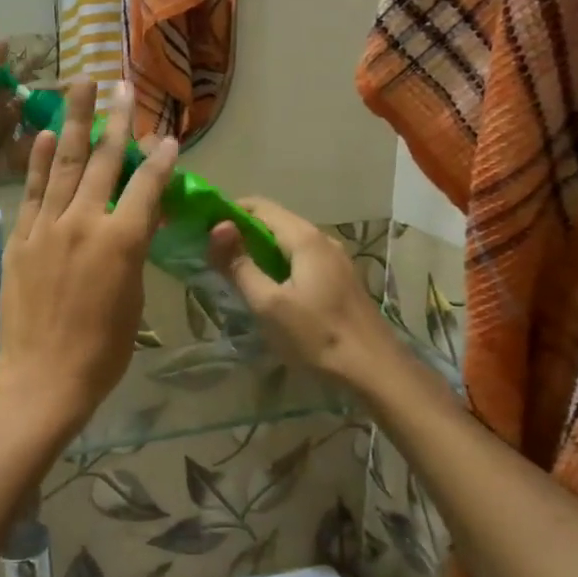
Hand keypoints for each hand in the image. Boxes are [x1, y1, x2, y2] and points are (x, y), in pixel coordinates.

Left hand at [0, 80, 177, 432]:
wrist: (43, 378)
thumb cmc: (102, 351)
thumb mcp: (134, 300)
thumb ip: (136, 252)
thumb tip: (141, 220)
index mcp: (122, 241)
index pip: (147, 186)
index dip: (161, 158)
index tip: (169, 135)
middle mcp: (84, 223)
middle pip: (105, 162)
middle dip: (117, 120)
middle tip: (121, 85)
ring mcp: (47, 228)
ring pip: (66, 166)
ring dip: (77, 123)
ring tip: (82, 87)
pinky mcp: (20, 240)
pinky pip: (33, 193)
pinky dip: (42, 163)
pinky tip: (49, 137)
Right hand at [208, 198, 394, 386]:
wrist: (374, 370)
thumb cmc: (317, 336)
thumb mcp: (268, 304)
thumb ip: (239, 264)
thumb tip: (217, 227)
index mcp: (305, 239)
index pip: (259, 206)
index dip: (228, 213)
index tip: (203, 232)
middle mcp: (322, 239)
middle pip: (274, 222)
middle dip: (241, 232)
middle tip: (213, 255)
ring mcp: (334, 259)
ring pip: (288, 242)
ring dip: (259, 249)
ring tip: (234, 272)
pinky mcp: (338, 279)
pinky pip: (300, 259)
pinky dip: (277, 263)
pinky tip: (266, 287)